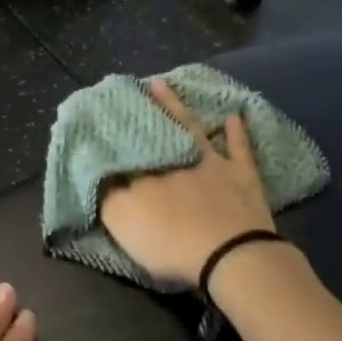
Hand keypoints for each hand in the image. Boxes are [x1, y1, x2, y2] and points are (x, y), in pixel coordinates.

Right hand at [97, 79, 276, 286]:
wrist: (229, 256)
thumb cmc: (169, 241)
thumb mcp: (122, 221)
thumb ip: (107, 195)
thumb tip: (98, 171)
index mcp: (145, 170)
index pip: (127, 143)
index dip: (117, 128)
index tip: (107, 110)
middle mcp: (176, 157)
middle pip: (158, 128)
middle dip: (149, 107)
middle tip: (140, 85)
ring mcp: (213, 164)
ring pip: (192, 128)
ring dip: (179, 107)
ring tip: (166, 86)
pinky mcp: (243, 178)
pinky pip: (238, 149)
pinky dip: (236, 133)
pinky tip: (234, 116)